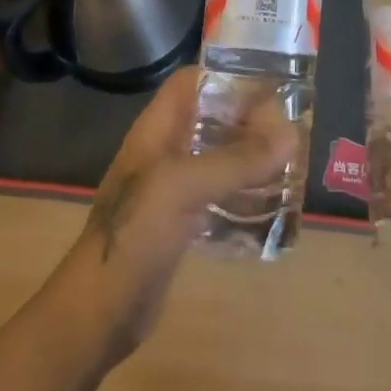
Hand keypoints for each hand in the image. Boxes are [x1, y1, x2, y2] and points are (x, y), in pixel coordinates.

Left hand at [45, 66, 293, 367]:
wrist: (99, 311)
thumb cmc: (135, 235)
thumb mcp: (184, 187)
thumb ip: (236, 160)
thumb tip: (291, 136)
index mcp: (157, 130)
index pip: (193, 83)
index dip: (229, 79)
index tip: (271, 93)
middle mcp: (165, 151)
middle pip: (212, 117)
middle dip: (250, 120)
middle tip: (291, 135)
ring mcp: (172, 187)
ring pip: (218, 155)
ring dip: (251, 157)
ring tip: (290, 165)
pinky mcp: (180, 221)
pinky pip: (219, 193)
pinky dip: (244, 192)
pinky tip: (271, 204)